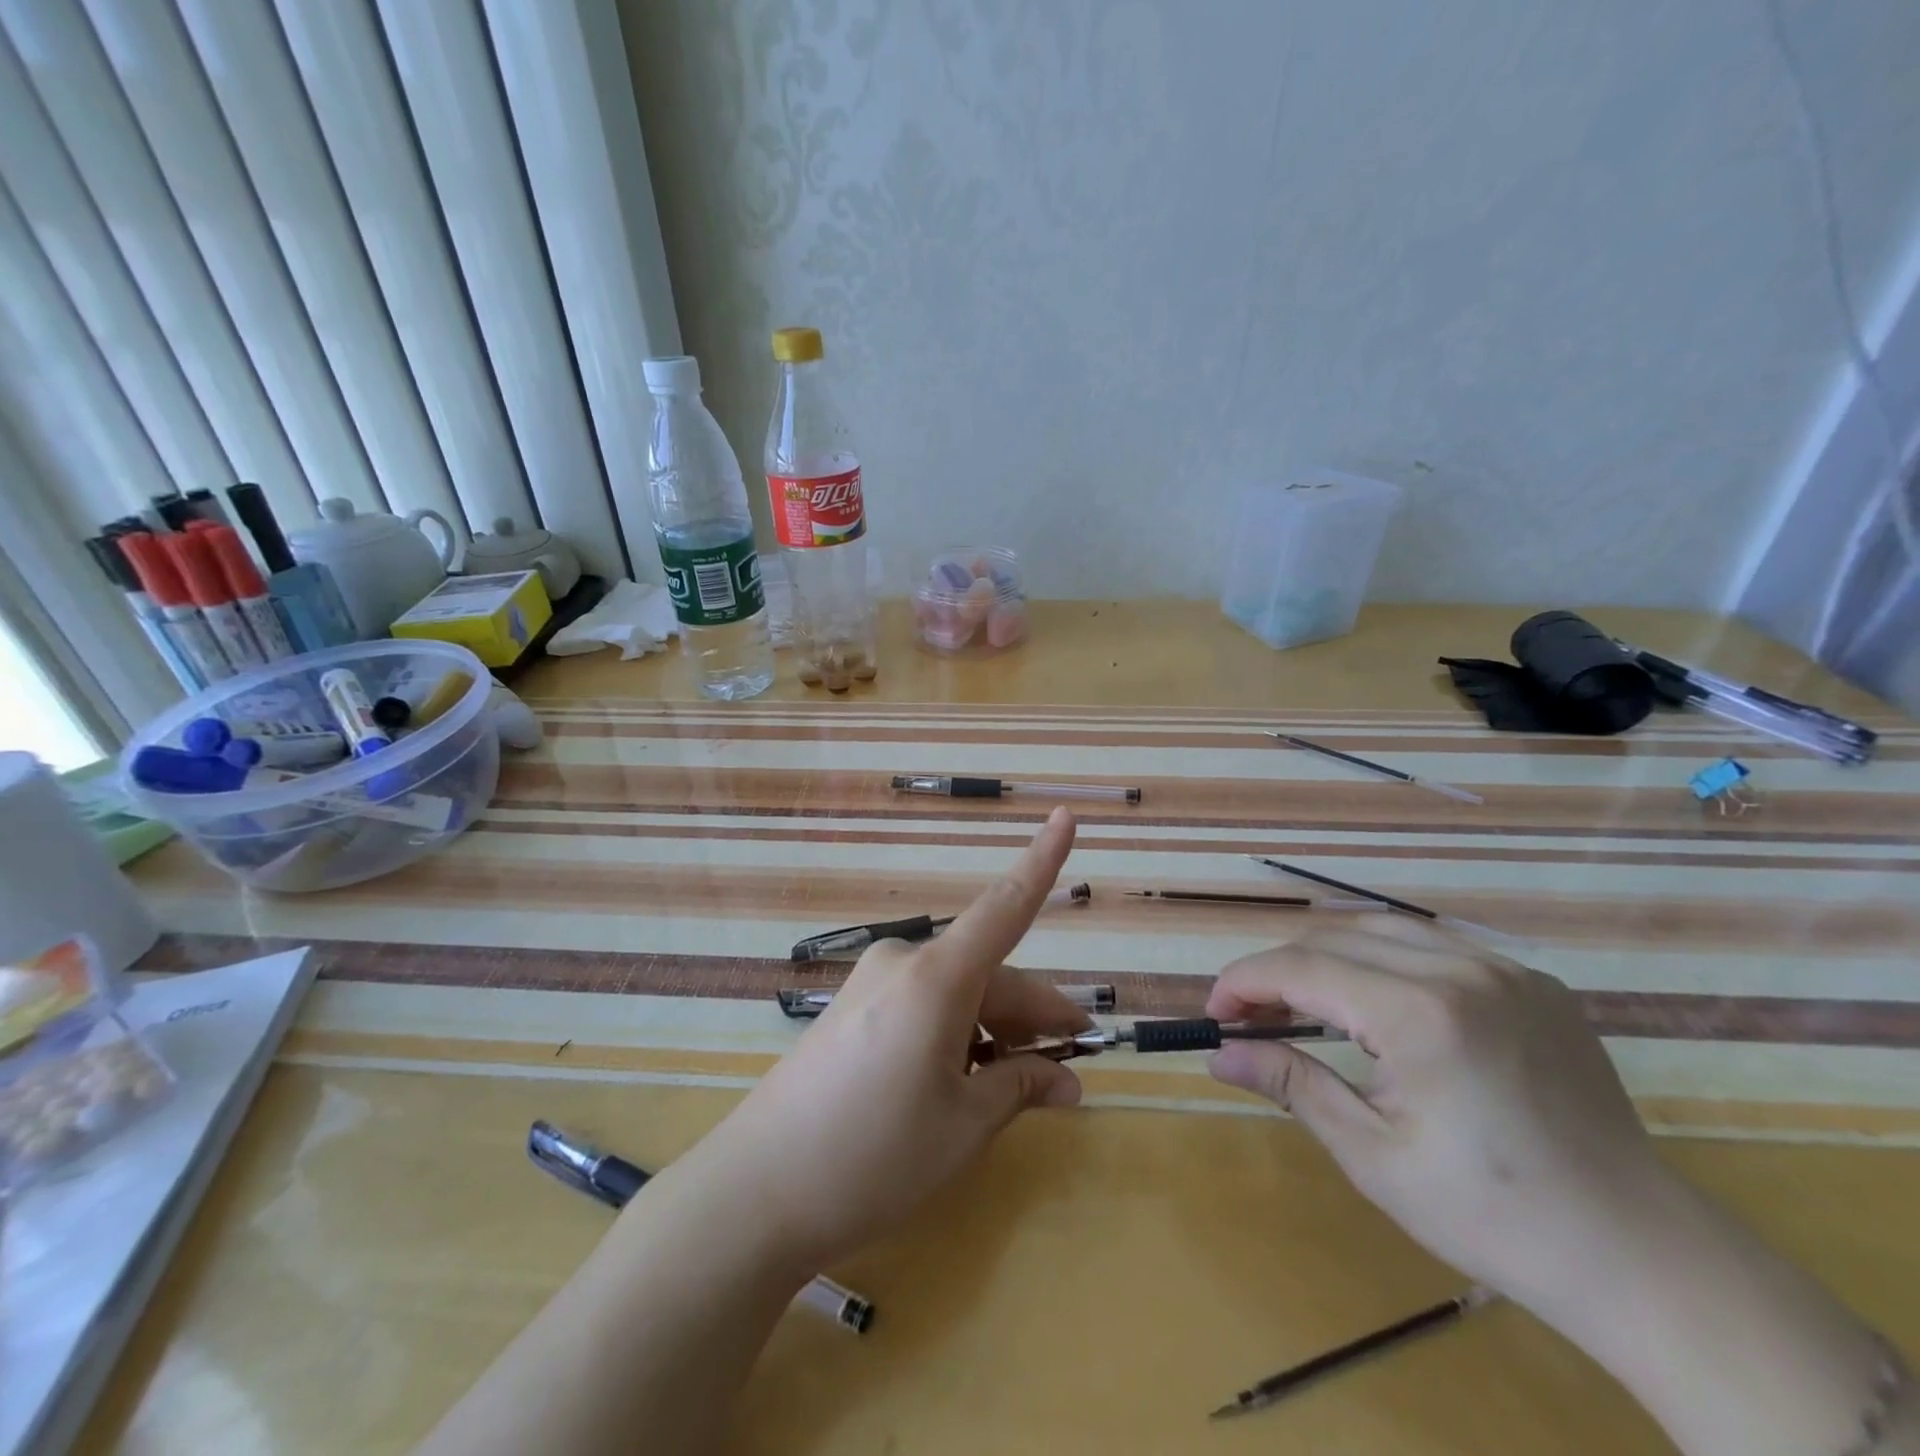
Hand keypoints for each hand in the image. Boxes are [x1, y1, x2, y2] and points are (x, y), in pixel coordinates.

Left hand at [687, 807, 1088, 1271]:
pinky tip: (968, 1079)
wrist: (755, 1191)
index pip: (1006, 906)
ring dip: (996, 1029)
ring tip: (1022, 1084)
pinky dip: (957, 1033)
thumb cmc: (874, 1156)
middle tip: (1072, 1061)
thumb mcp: (963, 1127)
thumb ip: (1021, 1087)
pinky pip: (924, 1005)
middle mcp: (904, 962)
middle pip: (989, 973)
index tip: (1065, 817)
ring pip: (958, 992)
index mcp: (937, 976)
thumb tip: (1067, 1081)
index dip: (1042, 860)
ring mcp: (873, 983)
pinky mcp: (853, 1008)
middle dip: (1034, 1014)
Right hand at [1205, 915, 1673, 1316]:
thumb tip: (1219, 1054)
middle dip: (1278, 971)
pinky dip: (1384, 961)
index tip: (1216, 1015)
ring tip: (1304, 1005)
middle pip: (1332, 939)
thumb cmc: (1492, 1214)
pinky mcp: (1533, 982)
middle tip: (1252, 1017)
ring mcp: (1505, 969)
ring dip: (1326, 958)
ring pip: (1379, 930)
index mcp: (1420, 1014)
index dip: (1243, 982)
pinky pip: (1434, 946)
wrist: (1638, 1254)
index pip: (1300, 967)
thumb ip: (1290, 1084)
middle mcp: (1461, 969)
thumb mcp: (1373, 1156)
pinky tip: (1378, 1005)